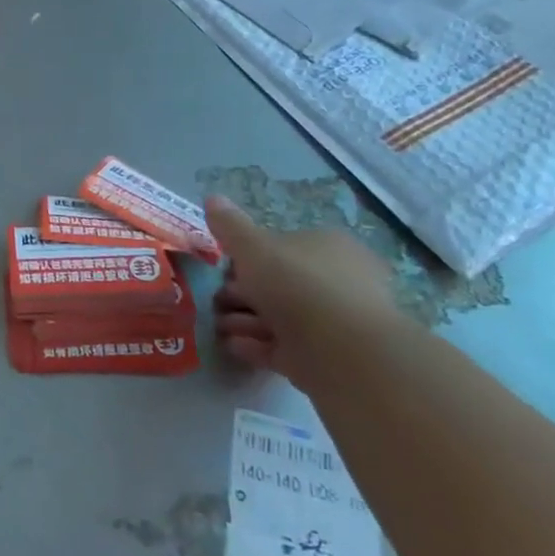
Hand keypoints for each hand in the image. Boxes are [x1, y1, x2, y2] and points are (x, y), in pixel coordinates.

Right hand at [206, 196, 399, 391]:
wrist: (342, 351)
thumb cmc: (297, 284)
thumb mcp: (253, 246)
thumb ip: (230, 226)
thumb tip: (212, 197)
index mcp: (327, 247)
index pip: (282, 245)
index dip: (247, 256)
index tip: (222, 268)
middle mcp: (336, 281)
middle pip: (278, 283)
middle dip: (242, 292)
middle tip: (215, 301)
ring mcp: (333, 322)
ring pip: (279, 316)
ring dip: (244, 320)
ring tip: (217, 326)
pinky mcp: (326, 358)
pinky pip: (284, 346)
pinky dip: (257, 345)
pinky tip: (233, 346)